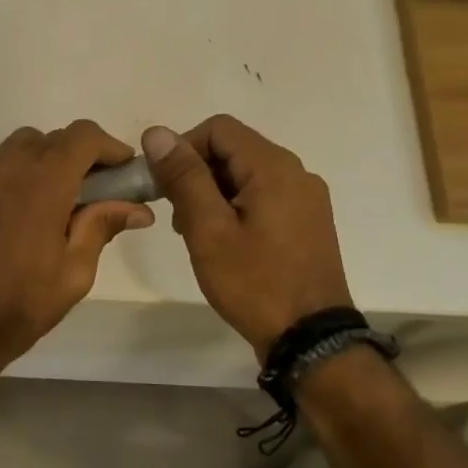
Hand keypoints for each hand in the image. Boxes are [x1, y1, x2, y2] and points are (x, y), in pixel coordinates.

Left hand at [0, 122, 154, 374]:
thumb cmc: (20, 304)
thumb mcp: (74, 272)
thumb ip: (102, 227)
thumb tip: (137, 208)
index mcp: (42, 183)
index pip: (83, 136)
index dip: (110, 147)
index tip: (124, 172)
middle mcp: (8, 168)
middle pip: (53, 138)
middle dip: (82, 155)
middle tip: (98, 191)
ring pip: (22, 146)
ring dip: (49, 159)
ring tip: (61, 199)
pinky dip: (21, 173)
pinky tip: (27, 212)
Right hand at [142, 116, 352, 358]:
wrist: (310, 339)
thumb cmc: (254, 282)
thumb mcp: (208, 229)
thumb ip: (184, 177)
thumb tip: (157, 133)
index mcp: (273, 167)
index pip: (218, 128)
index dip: (183, 148)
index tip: (164, 186)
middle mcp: (296, 172)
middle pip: (234, 149)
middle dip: (196, 173)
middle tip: (176, 216)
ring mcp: (306, 198)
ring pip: (247, 174)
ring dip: (213, 192)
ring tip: (195, 233)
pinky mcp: (308, 221)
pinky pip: (264, 196)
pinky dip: (235, 206)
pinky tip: (224, 242)